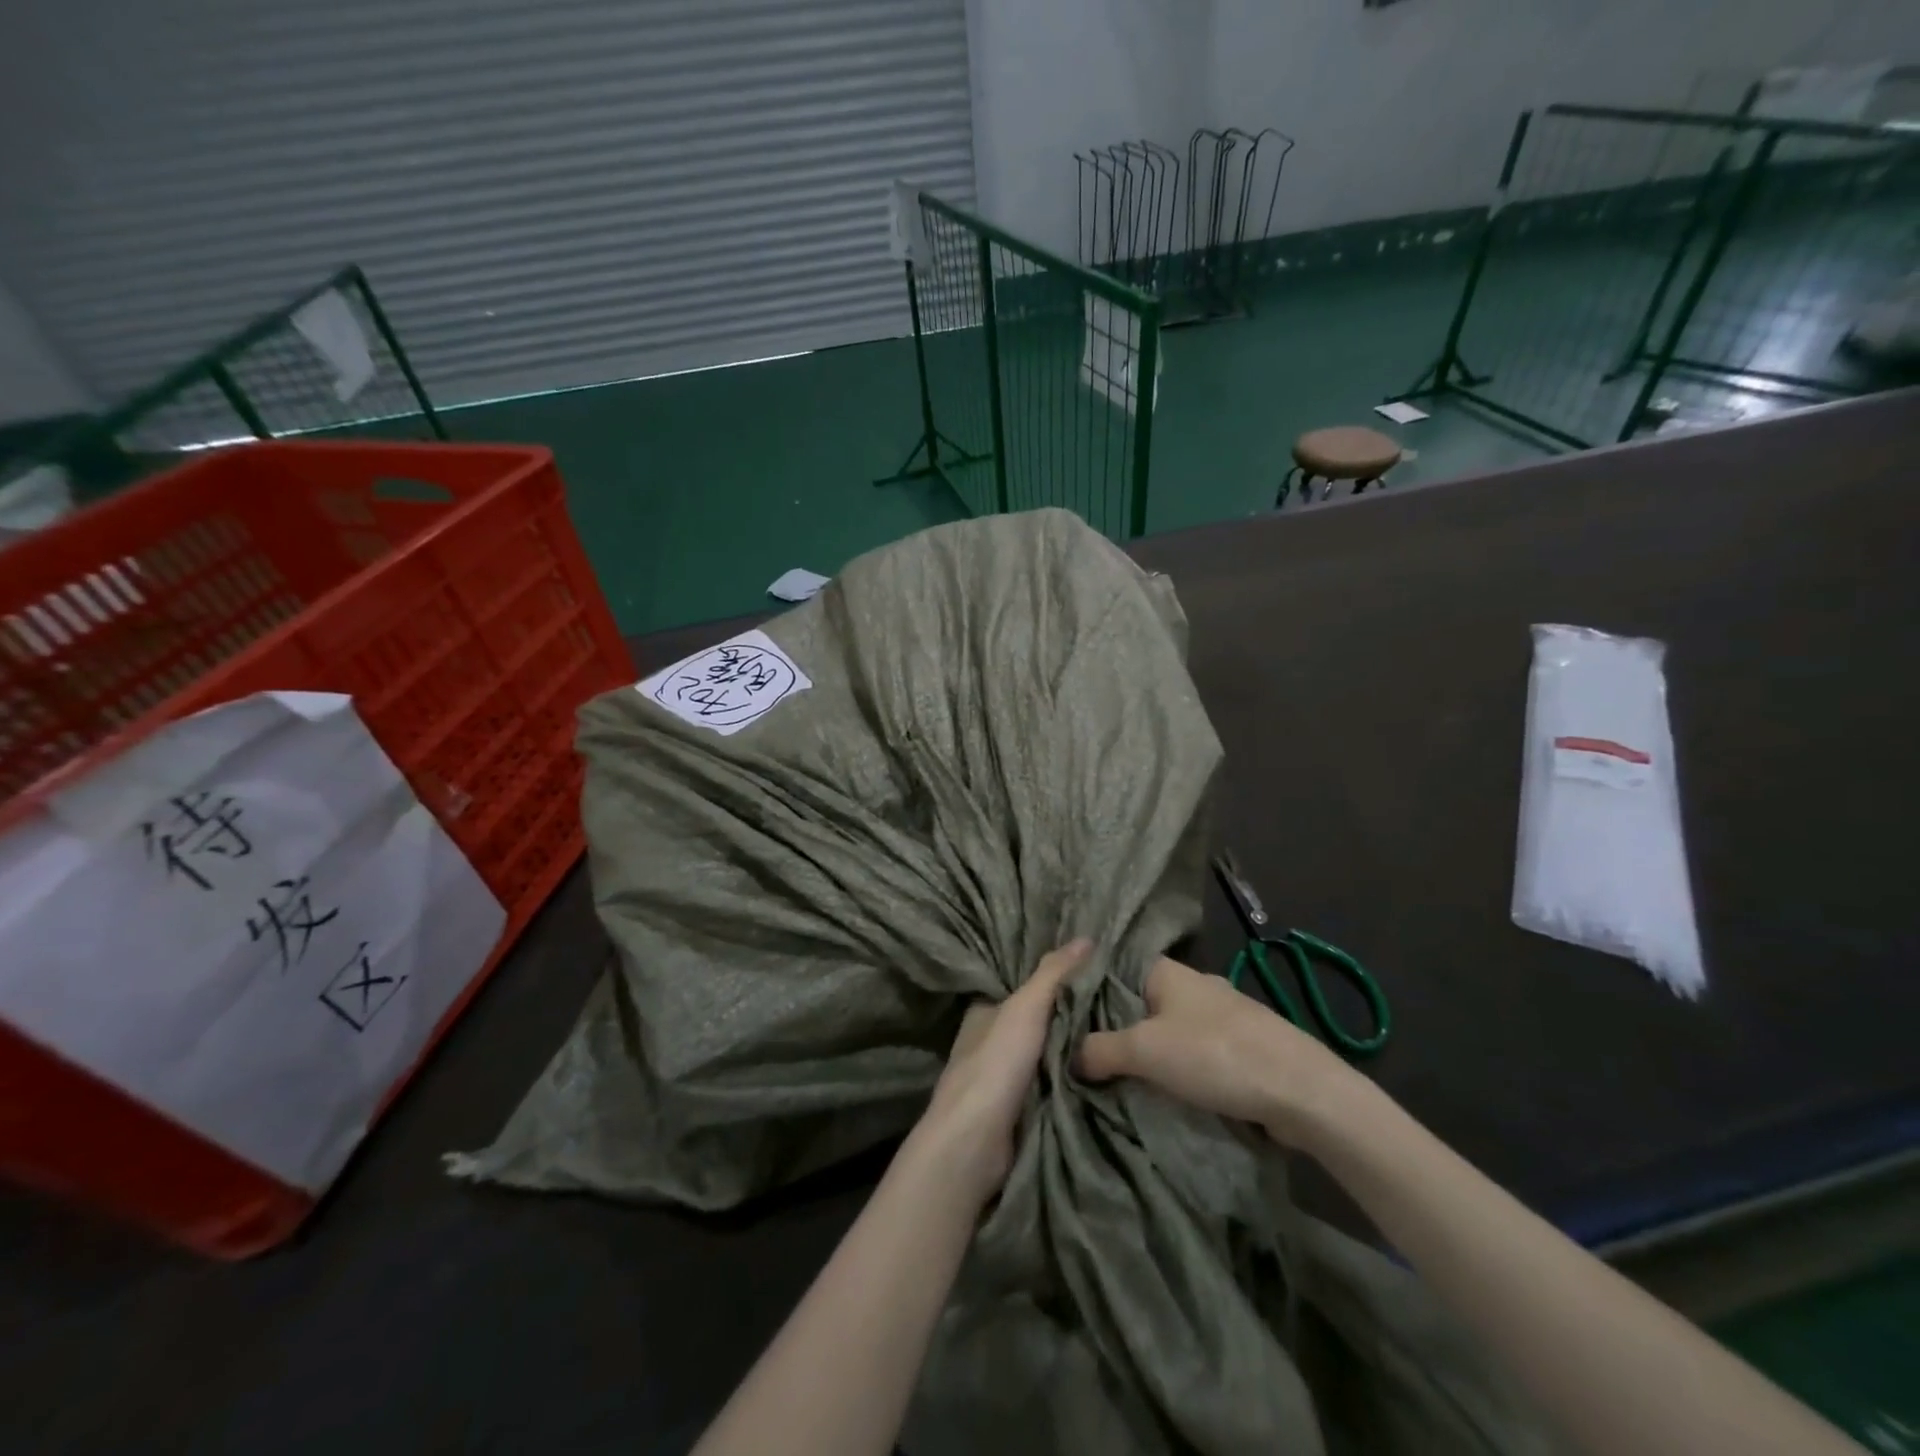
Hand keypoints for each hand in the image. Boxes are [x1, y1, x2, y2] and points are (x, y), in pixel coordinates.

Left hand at [910, 939, 1091, 1205]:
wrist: (974, 1144)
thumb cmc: (995, 1065)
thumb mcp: (1025, 1008)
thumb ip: (1053, 974)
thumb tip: (1087, 937)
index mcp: (984, 1011)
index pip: (1021, 986)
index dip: (1051, 978)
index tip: (1090, 972)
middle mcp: (990, 1041)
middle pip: (1036, 1021)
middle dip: (1068, 1015)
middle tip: (1115, 1003)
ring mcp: (1003, 1079)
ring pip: (1045, 1055)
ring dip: (1073, 1050)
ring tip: (1118, 1033)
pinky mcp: (1017, 1111)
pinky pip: (1052, 1086)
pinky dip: (1072, 1080)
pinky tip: (1102, 1073)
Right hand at [1075, 956, 1358, 1145]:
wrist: (1301, 1089)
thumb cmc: (1214, 1055)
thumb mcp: (1144, 1050)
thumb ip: (1100, 1049)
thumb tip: (1072, 1057)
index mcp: (1168, 972)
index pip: (1116, 970)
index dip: (1091, 993)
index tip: (1068, 1021)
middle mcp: (1194, 985)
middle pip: (1142, 1002)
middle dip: (1119, 1028)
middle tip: (1088, 1058)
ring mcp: (1223, 1015)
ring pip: (1171, 1029)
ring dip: (1152, 1053)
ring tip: (1123, 1079)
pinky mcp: (1243, 1045)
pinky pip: (1197, 1052)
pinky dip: (1181, 1068)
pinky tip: (1168, 1091)